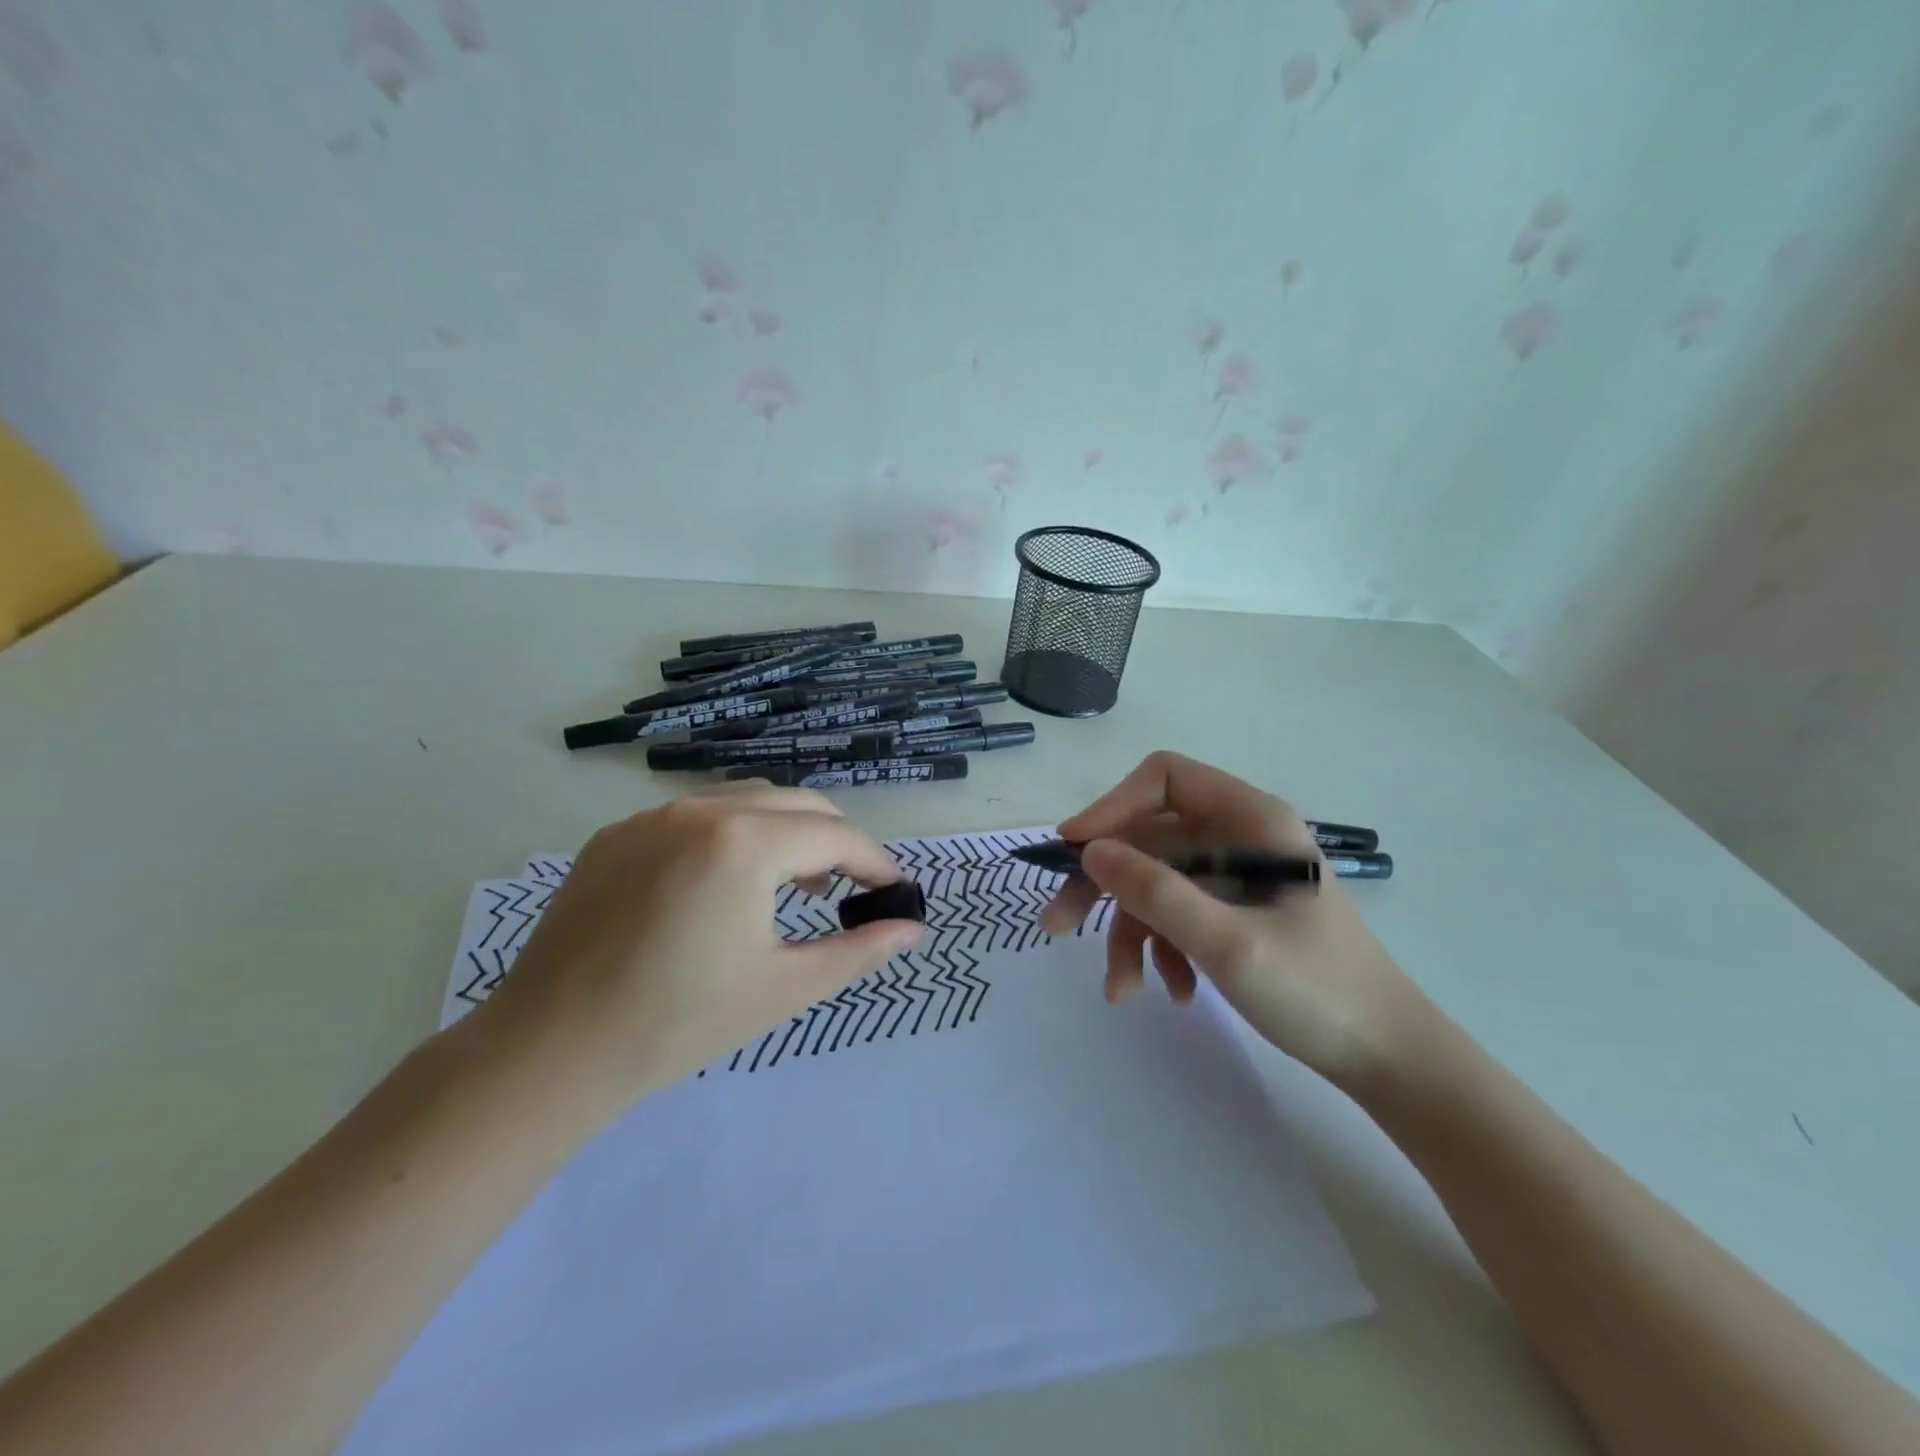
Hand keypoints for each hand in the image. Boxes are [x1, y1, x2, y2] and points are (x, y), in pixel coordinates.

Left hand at [478, 784, 921, 1107]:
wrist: (547, 1053)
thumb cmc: (678, 1024)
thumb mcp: (784, 989)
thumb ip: (858, 951)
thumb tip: (913, 928)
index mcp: (744, 842)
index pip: (836, 837)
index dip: (876, 863)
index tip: (896, 893)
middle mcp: (699, 809)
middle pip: (797, 804)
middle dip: (836, 841)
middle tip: (853, 890)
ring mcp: (651, 817)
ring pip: (746, 802)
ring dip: (786, 833)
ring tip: (796, 886)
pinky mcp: (616, 836)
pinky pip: (695, 817)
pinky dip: (733, 836)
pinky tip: (726, 885)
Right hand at [1038, 752, 1424, 1088]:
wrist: (1389, 1059)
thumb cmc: (1318, 991)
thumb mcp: (1227, 943)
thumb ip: (1156, 893)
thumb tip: (1089, 851)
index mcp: (1249, 819)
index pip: (1163, 779)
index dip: (1112, 806)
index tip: (1074, 850)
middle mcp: (1238, 836)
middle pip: (1148, 836)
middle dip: (1104, 883)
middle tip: (1058, 925)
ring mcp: (1235, 875)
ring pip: (1154, 881)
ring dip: (1129, 931)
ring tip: (1121, 988)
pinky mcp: (1233, 910)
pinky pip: (1176, 912)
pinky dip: (1160, 948)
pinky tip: (1172, 991)